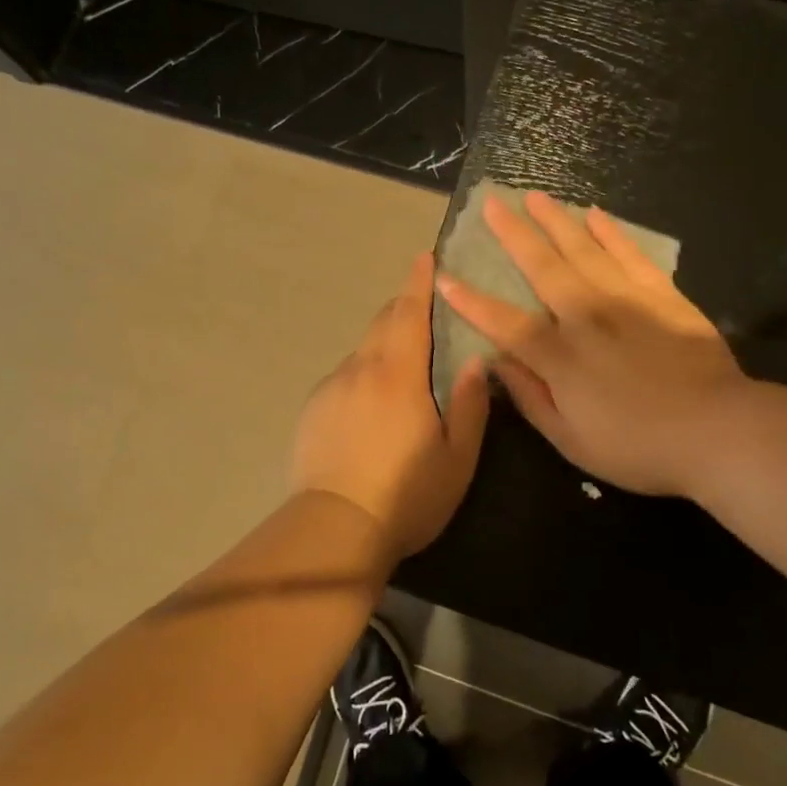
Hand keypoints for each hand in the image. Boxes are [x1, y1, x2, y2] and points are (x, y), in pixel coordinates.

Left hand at [291, 253, 490, 558]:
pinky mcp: (312, 410)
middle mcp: (359, 370)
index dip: (418, 282)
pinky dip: (362, 376)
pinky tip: (370, 407)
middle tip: (423, 307)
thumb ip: (469, 404)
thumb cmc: (406, 495)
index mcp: (398, 374)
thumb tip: (474, 361)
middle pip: (382, 323)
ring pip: (362, 352)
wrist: (335, 528)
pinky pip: (344, 378)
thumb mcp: (456, 457)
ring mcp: (330, 388)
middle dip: (402, 307)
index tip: (424, 258)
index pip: (408, 313)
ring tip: (402, 368)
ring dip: (383, 346)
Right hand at [435, 190, 744, 495]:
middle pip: (543, 267)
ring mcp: (627, 301)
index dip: (472, 302)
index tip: (444, 277)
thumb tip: (497, 363)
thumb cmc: (639, 447)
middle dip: (513, 234)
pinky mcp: (663, 296)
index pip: (505, 323)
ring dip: (556, 221)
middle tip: (491, 203)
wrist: (719, 432)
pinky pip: (631, 255)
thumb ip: (531, 398)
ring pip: (583, 250)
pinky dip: (612, 233)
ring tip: (535, 196)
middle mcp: (587, 317)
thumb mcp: (572, 440)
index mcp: (561, 358)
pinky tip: (596, 215)